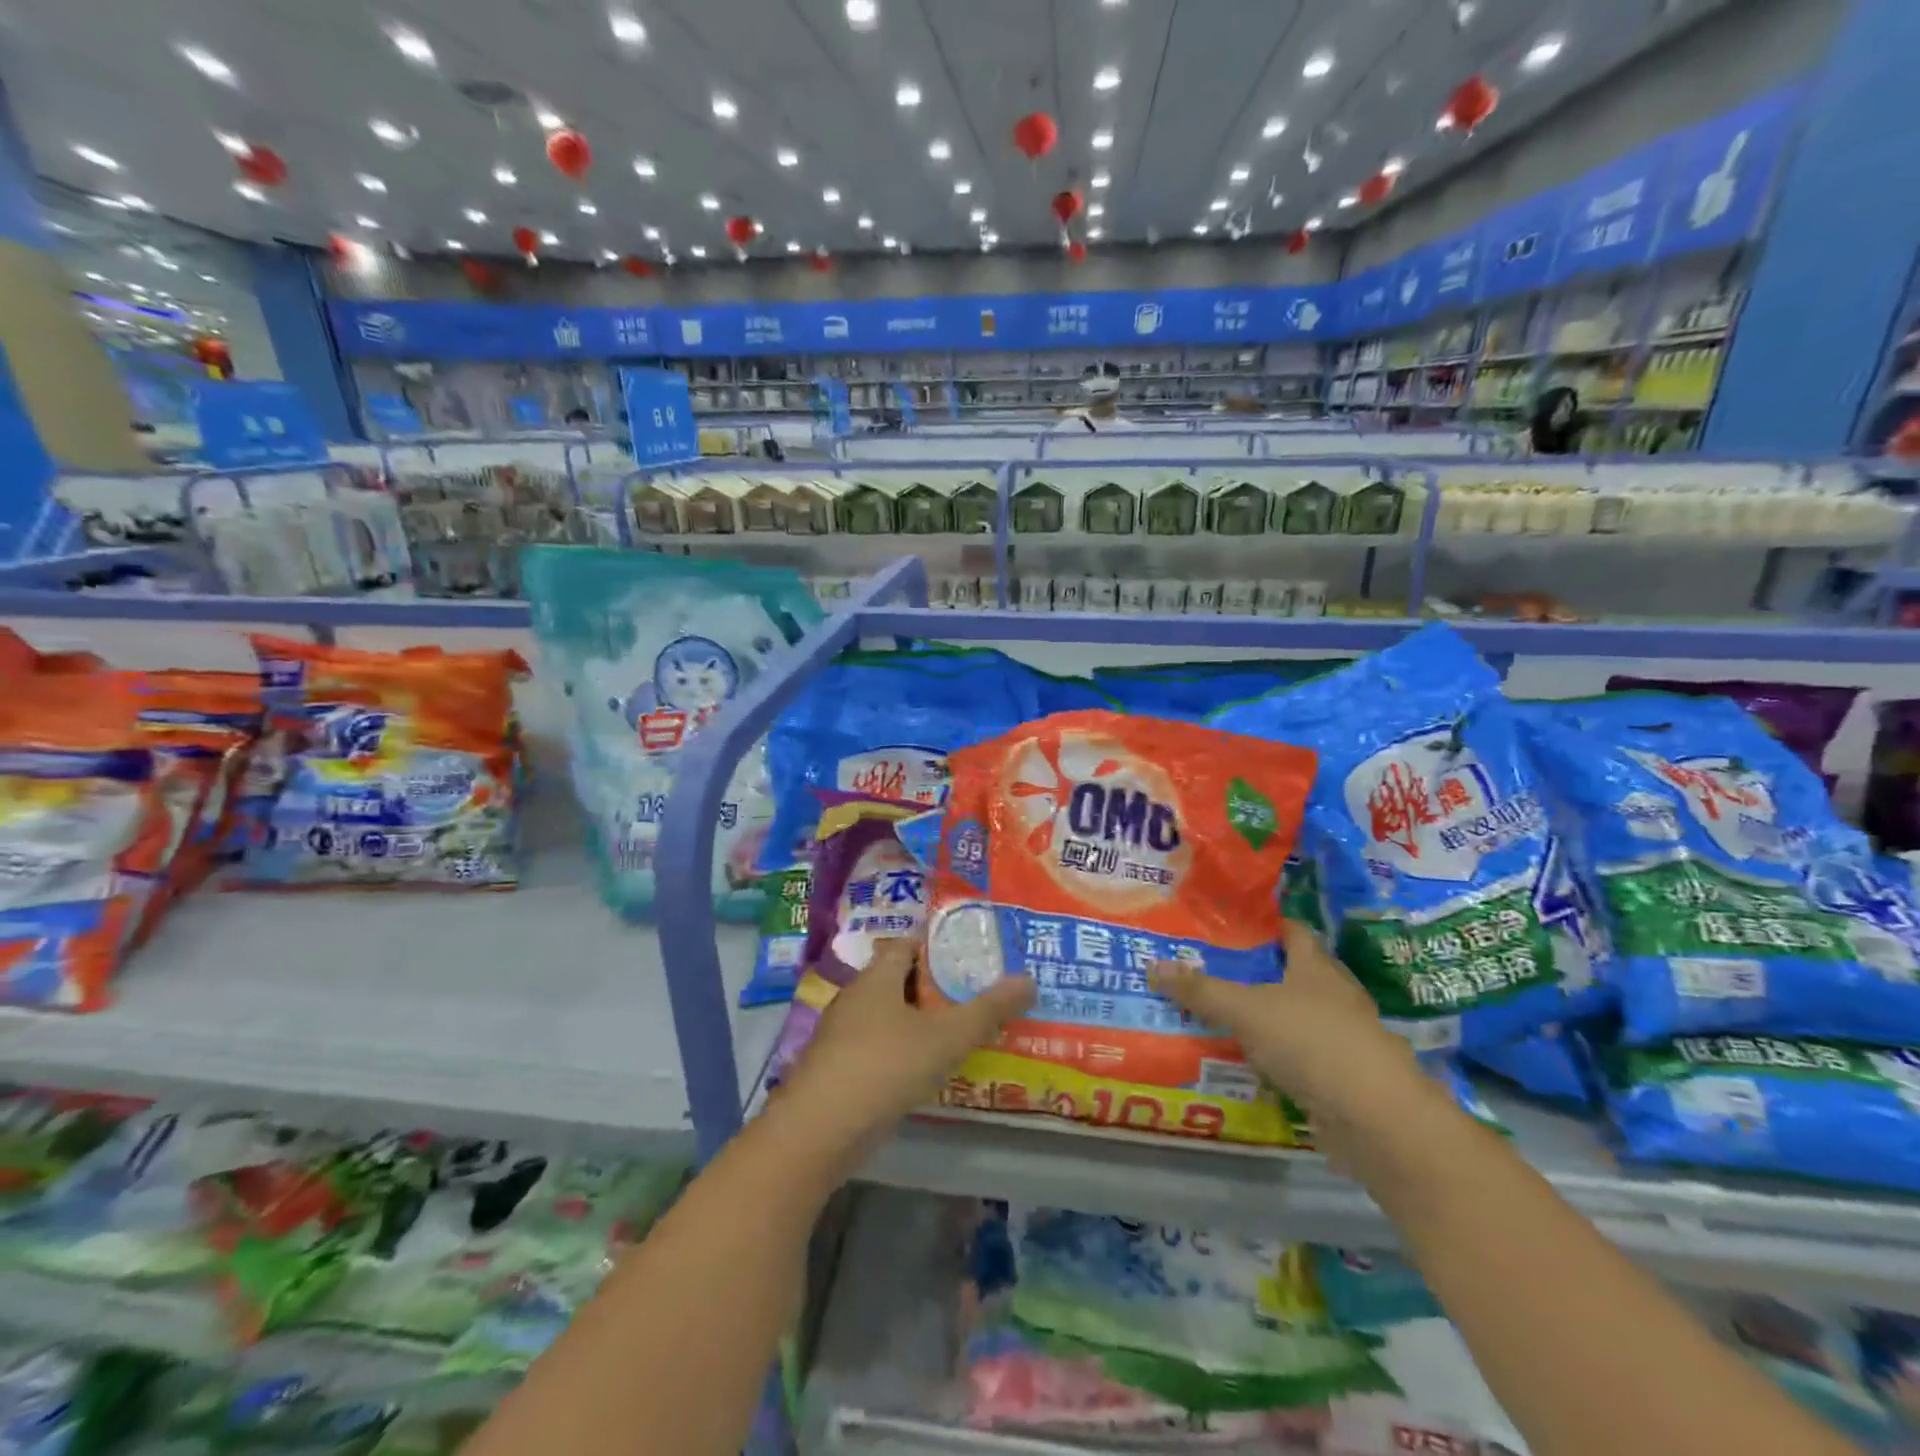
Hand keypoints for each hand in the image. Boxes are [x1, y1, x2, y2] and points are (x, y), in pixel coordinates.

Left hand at [776, 938, 1034, 1170]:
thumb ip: (987, 1010)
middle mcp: (857, 998)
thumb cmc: (883, 1067)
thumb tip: (1028, 979)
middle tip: (980, 992)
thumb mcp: (945, 1037)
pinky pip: (882, 1048)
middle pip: (901, 980)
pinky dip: (907, 1051)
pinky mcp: (842, 1071)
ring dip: (923, 1022)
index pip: (908, 944)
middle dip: (938, 986)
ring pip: (892, 1017)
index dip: (940, 944)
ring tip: (965, 1030)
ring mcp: (845, 1036)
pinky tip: (932, 1069)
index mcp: (876, 977)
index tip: (974, 953)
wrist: (818, 1132)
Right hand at [1149, 920, 1423, 1123]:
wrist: (1376, 1119)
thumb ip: (1201, 991)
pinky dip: (1278, 1057)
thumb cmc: (1311, 1042)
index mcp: (1316, 967)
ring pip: (1297, 1018)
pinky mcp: (1344, 1078)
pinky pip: (1302, 1057)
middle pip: (1294, 974)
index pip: (1291, 931)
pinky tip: (1249, 1063)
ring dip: (1266, 1018)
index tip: (1228, 925)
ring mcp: (1344, 1038)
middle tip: (1211, 970)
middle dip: (1257, 972)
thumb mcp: (1245, 1010)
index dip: (1263, 925)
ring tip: (1221, 1016)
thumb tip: (1152, 966)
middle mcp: (1335, 996)